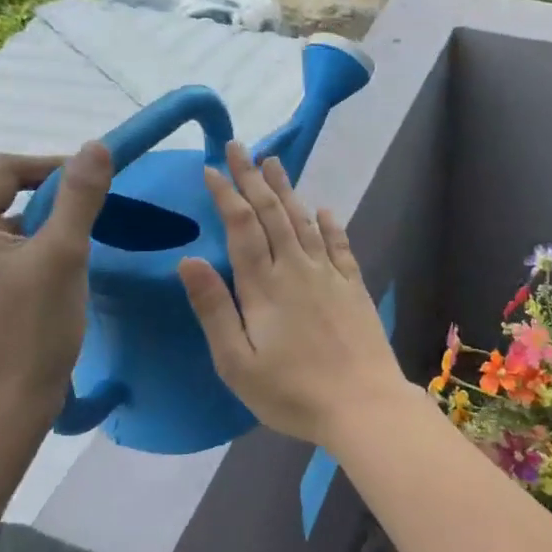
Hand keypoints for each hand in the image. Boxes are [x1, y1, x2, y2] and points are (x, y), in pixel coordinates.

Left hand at [0, 142, 111, 424]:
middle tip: (95, 210)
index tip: (94, 179)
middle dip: (51, 196)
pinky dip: (37, 250)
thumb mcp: (63, 254)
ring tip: (85, 240)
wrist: (2, 409)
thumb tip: (96, 146)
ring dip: (46, 224)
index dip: (51, 164)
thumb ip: (80, 196)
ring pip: (8, 228)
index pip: (5, 170)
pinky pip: (7, 256)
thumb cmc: (31, 328)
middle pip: (4, 195)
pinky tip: (64, 271)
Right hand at [179, 140, 412, 446]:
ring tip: (274, 161)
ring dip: (287, 189)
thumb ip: (214, 309)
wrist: (363, 405)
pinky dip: (330, 224)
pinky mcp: (354, 287)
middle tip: (238, 146)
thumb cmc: (292, 392)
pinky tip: (324, 210)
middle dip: (252, 177)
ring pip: (304, 220)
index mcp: (263, 285)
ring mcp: (329, 275)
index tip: (211, 168)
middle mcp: (296, 268)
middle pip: (272, 212)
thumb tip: (188, 260)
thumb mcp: (237, 362)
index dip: (226, 193)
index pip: (241, 226)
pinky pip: (340, 245)